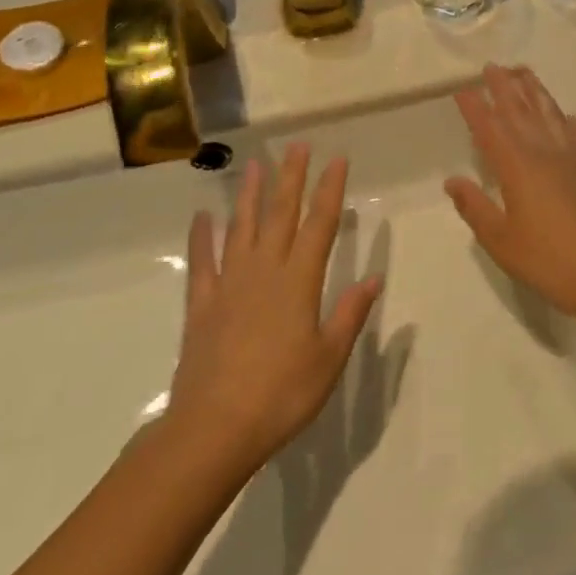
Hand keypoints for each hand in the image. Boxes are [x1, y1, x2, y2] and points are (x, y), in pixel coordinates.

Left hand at [164, 146, 381, 474]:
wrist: (215, 428)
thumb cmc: (282, 394)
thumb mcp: (329, 358)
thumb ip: (350, 314)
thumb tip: (374, 277)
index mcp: (299, 282)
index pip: (320, 225)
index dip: (330, 190)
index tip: (336, 160)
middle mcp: (264, 271)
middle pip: (281, 215)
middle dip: (291, 178)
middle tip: (297, 146)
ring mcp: (229, 285)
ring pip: (241, 228)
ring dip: (249, 196)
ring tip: (253, 165)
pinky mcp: (201, 305)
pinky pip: (202, 263)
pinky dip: (201, 238)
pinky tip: (202, 217)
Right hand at [444, 65, 575, 321]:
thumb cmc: (548, 259)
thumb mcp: (500, 240)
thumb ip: (475, 207)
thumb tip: (452, 180)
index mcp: (517, 167)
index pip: (490, 128)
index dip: (475, 107)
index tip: (462, 89)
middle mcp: (544, 152)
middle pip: (520, 111)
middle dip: (504, 87)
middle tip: (492, 67)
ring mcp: (572, 157)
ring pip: (550, 113)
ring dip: (535, 91)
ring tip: (524, 73)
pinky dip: (565, 119)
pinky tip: (564, 114)